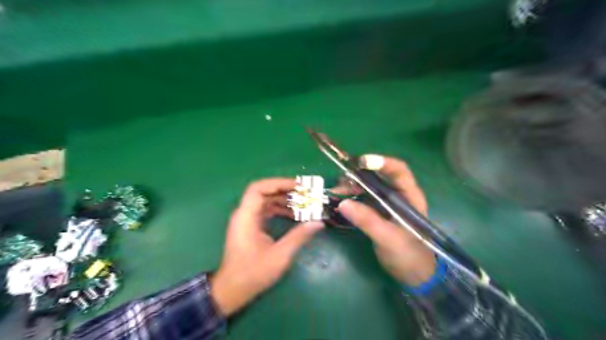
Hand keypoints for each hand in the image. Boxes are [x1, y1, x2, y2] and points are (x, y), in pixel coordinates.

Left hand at [212, 177, 323, 316]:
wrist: (232, 290)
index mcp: (246, 217)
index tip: (298, 187)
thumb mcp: (279, 256)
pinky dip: (280, 210)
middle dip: (286, 190)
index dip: (278, 183)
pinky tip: (294, 215)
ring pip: (266, 201)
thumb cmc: (253, 273)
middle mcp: (245, 214)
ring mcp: (247, 220)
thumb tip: (318, 222)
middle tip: (306, 193)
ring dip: (284, 200)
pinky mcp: (251, 226)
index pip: (259, 188)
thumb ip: (298, 236)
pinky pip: (266, 211)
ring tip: (304, 203)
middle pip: (264, 192)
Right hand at [336, 155, 435, 285]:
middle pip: (378, 176)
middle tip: (341, 180)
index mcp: (409, 196)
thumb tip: (343, 203)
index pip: (398, 170)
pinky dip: (351, 198)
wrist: (414, 275)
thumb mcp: (389, 238)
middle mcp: (398, 195)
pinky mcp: (377, 213)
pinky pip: (362, 200)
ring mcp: (386, 204)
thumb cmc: (409, 255)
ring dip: (352, 186)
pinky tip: (339, 202)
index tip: (360, 162)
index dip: (381, 162)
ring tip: (336, 192)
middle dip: (359, 175)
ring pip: (368, 187)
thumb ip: (368, 221)